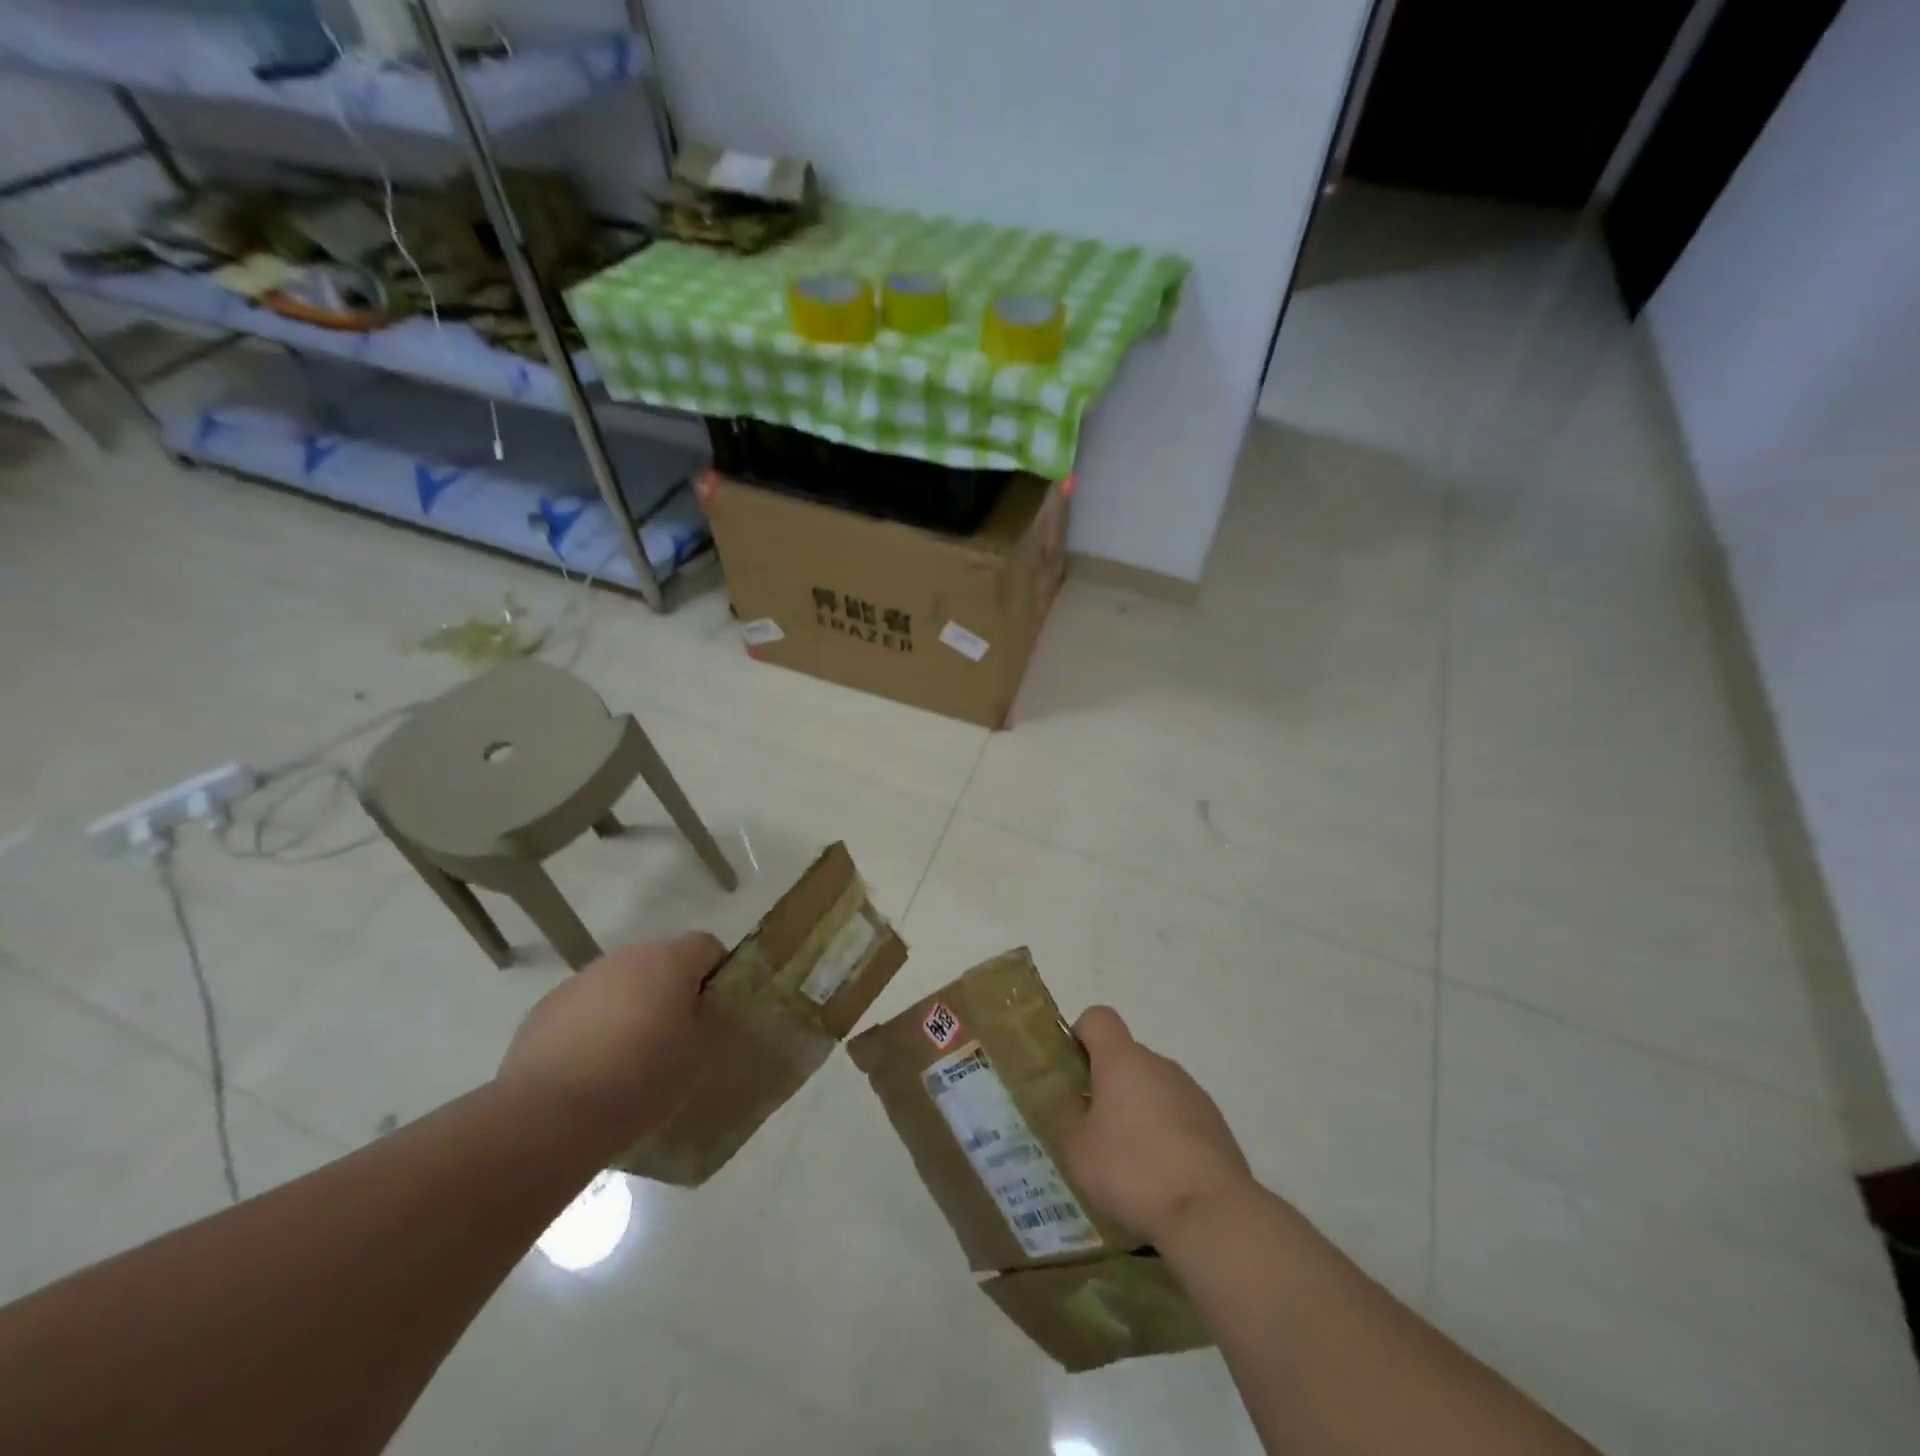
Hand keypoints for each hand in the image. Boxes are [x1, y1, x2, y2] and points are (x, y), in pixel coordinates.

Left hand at [496, 932, 724, 1144]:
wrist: (549, 1115)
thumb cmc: (639, 1081)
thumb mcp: (695, 1053)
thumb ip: (703, 1017)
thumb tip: (695, 1008)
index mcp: (669, 962)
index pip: (706, 945)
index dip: (714, 971)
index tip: (711, 1008)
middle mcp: (626, 958)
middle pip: (659, 961)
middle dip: (668, 989)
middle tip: (671, 1035)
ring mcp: (581, 979)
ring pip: (619, 982)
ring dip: (628, 1004)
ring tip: (624, 1056)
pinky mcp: (544, 1007)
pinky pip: (583, 1006)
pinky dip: (592, 1024)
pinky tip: (587, 1066)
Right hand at [1057, 1006, 1255, 1245]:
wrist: (1211, 1212)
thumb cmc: (1133, 1171)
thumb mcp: (1076, 1147)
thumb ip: (1063, 1113)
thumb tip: (1065, 1097)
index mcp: (1123, 1060)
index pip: (1098, 1018)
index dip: (1081, 1036)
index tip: (1073, 1073)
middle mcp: (1160, 1064)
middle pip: (1126, 1057)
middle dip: (1107, 1085)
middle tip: (1094, 1131)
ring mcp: (1192, 1093)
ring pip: (1153, 1088)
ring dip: (1138, 1111)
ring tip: (1129, 1163)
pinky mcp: (1215, 1124)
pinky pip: (1178, 1116)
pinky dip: (1165, 1135)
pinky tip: (1161, 1177)